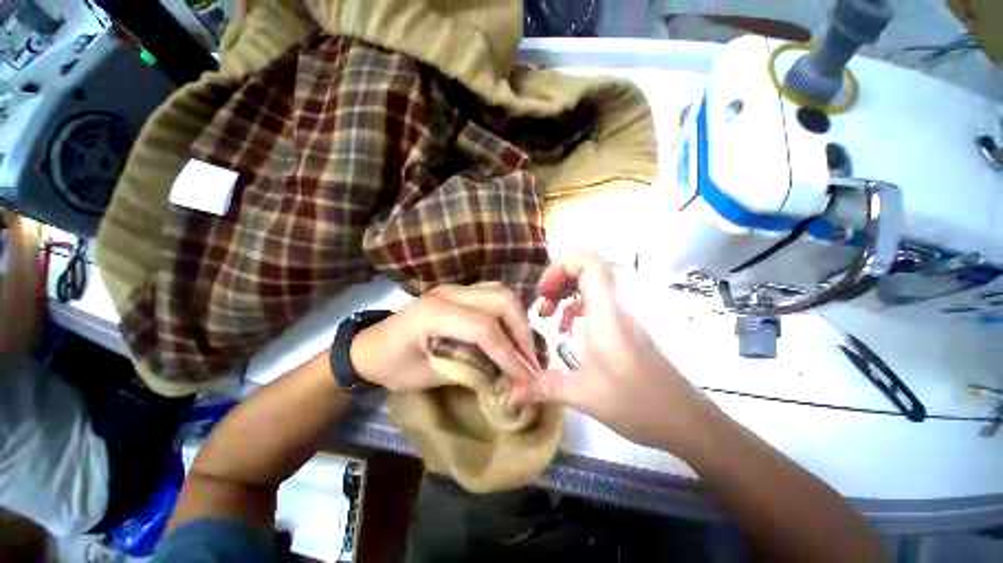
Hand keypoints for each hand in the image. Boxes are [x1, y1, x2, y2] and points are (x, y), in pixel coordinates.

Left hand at [349, 283, 539, 392]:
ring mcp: (455, 288)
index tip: (527, 376)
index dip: (509, 353)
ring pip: (500, 292)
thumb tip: (508, 379)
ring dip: (517, 319)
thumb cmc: (391, 366)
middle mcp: (448, 293)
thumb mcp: (428, 377)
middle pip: (501, 299)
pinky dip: (508, 314)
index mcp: (434, 313)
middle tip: (529, 358)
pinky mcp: (459, 292)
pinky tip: (509, 333)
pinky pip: (493, 296)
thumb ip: (470, 372)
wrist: (370, 345)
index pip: (484, 328)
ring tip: (522, 346)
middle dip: (521, 329)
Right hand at [513, 252, 712, 449]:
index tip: (543, 290)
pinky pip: (597, 304)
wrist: (685, 421)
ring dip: (566, 293)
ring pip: (592, 285)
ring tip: (548, 315)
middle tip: (541, 301)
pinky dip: (576, 309)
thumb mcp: (582, 395)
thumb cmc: (636, 403)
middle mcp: (616, 308)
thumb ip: (542, 388)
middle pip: (589, 269)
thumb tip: (510, 392)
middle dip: (559, 279)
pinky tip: (567, 331)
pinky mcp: (624, 329)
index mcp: (606, 313)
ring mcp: (622, 317)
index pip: (590, 262)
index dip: (562, 266)